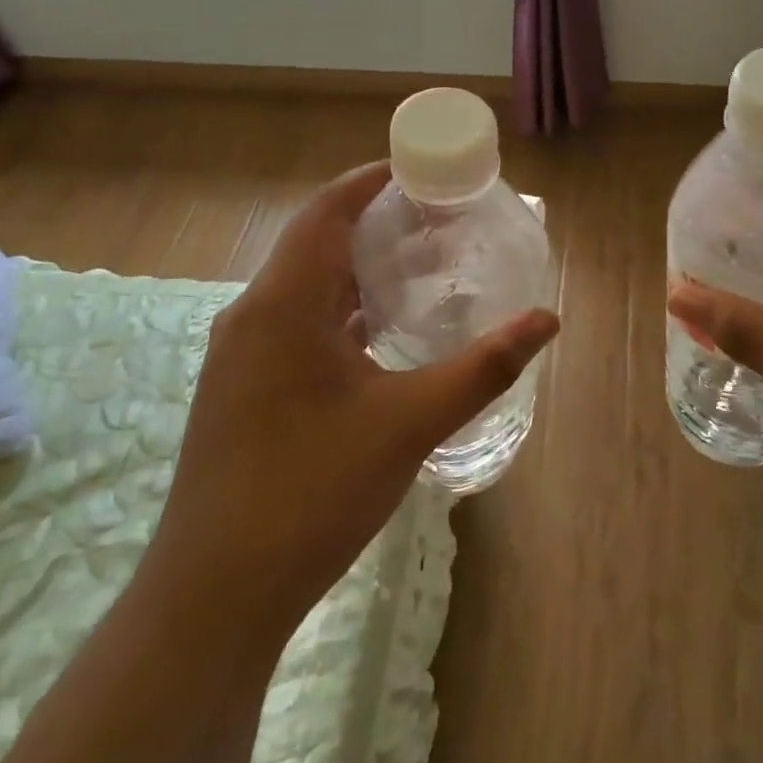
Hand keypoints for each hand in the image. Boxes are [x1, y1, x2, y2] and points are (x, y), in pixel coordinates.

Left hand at [147, 162, 558, 642]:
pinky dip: (338, 312)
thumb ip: (483, 368)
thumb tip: (547, 319)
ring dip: (354, 270)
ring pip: (302, 288)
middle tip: (434, 220)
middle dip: (372, 223)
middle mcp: (252, 316)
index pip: (326, 211)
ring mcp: (239, 356)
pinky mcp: (240, 390)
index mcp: (283, 304)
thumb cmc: (312, 491)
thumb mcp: (410, 423)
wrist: (215, 593)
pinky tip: (376, 336)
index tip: (420, 170)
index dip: (370, 181)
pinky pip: (293, 324)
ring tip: (415, 269)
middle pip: (314, 243)